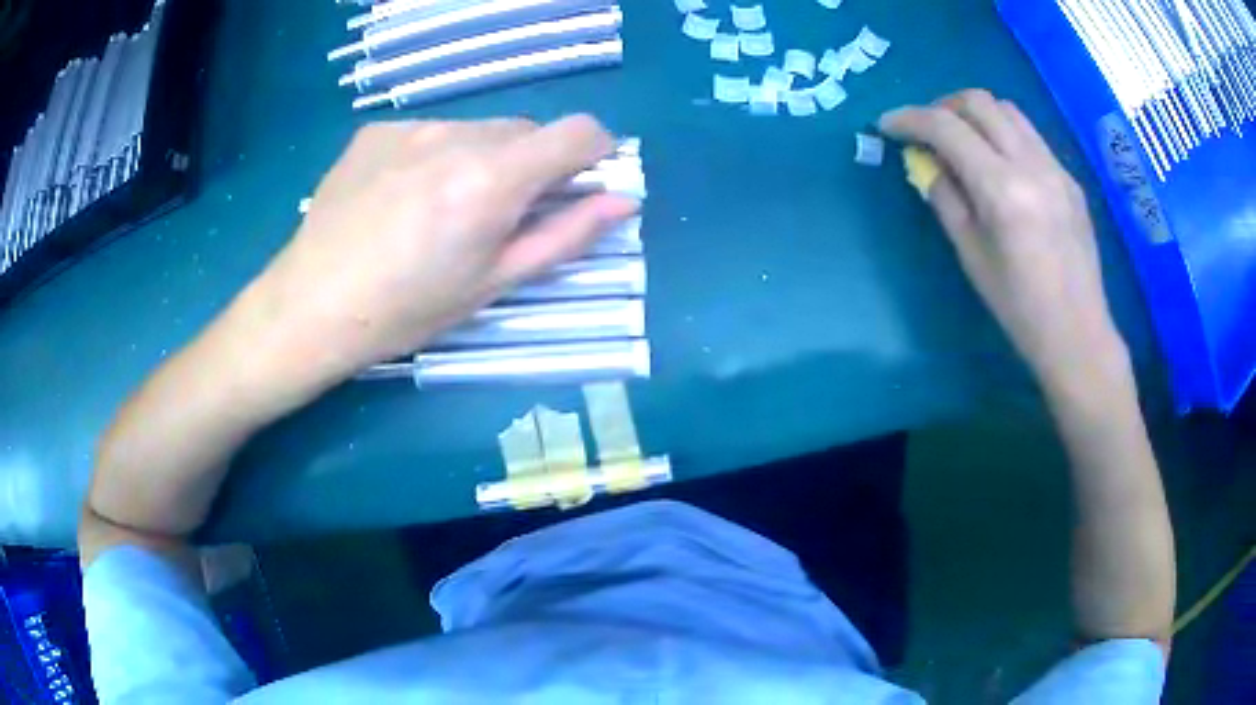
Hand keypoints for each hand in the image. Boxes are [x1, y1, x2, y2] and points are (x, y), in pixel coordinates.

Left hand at [240, 115, 638, 382]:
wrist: (311, 305)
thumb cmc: (408, 310)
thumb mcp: (495, 283)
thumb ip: (566, 235)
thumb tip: (623, 201)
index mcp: (492, 178)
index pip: (579, 132)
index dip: (596, 153)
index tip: (583, 185)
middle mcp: (456, 135)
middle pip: (525, 131)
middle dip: (532, 165)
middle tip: (499, 217)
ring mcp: (411, 127)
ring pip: (477, 130)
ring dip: (483, 159)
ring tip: (442, 210)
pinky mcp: (376, 130)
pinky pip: (431, 132)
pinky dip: (437, 156)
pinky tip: (402, 198)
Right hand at [879, 90, 1128, 392]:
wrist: (1077, 334)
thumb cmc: (1019, 308)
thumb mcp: (971, 256)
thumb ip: (946, 198)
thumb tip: (927, 163)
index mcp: (1002, 189)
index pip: (947, 128)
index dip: (910, 119)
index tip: (887, 125)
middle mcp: (1031, 165)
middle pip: (979, 102)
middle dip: (943, 106)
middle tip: (928, 131)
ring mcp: (1056, 168)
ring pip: (1008, 110)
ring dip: (976, 114)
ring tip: (964, 141)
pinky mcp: (1070, 179)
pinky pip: (1031, 136)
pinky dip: (1004, 135)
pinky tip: (1000, 166)